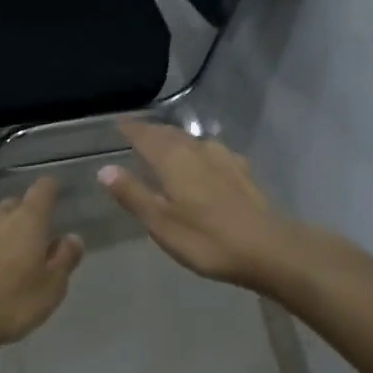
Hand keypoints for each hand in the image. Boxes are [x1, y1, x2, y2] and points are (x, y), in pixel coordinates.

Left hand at [0, 178, 83, 354]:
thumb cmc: (6, 305)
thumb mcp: (49, 290)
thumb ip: (64, 260)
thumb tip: (72, 237)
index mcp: (27, 221)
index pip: (43, 189)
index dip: (51, 190)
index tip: (55, 197)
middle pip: (13, 206)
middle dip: (23, 219)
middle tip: (30, 244)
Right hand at [98, 121, 298, 290]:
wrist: (268, 248)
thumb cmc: (207, 239)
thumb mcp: (161, 222)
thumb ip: (132, 194)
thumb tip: (104, 168)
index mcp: (174, 160)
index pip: (146, 135)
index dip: (131, 129)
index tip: (118, 124)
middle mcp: (198, 150)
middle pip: (171, 134)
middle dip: (152, 132)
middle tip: (137, 133)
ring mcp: (225, 159)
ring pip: (193, 141)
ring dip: (176, 140)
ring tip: (165, 146)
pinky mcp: (243, 172)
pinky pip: (212, 152)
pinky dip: (198, 152)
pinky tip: (203, 162)